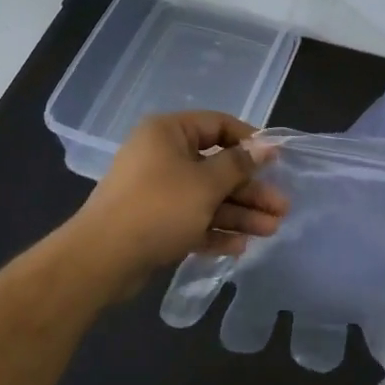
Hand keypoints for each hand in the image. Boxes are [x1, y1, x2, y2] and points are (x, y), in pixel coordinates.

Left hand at [70, 111, 287, 292]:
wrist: (102, 259)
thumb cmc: (159, 207)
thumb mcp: (206, 183)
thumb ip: (239, 165)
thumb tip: (266, 146)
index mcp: (169, 133)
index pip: (218, 125)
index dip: (250, 142)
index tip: (276, 161)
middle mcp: (162, 156)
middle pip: (217, 167)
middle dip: (250, 189)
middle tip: (281, 208)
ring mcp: (157, 191)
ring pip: (207, 197)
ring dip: (239, 213)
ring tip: (272, 230)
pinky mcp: (154, 223)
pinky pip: (191, 220)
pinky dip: (214, 230)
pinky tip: (240, 247)